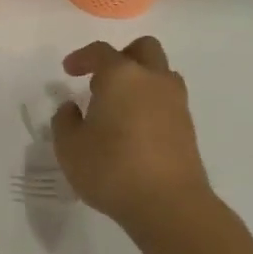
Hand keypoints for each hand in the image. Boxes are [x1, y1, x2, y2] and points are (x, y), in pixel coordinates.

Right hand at [53, 37, 212, 232]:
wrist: (169, 204)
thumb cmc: (111, 169)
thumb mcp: (69, 148)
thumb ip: (65, 121)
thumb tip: (72, 108)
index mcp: (121, 76)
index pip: (101, 52)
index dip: (81, 57)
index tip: (68, 70)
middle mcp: (153, 80)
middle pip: (144, 49)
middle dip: (122, 56)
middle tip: (102, 78)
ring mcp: (175, 103)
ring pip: (161, 74)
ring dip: (141, 80)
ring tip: (119, 106)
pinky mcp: (187, 127)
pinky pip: (168, 101)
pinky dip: (151, 104)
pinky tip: (134, 129)